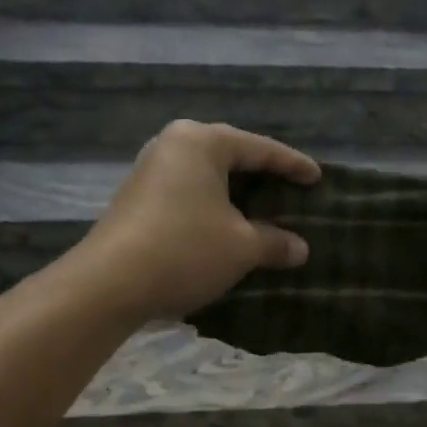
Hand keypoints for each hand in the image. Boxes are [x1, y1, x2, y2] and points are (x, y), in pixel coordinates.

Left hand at [72, 120, 320, 322]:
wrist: (109, 284)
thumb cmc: (185, 250)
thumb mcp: (241, 247)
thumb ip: (275, 242)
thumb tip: (300, 249)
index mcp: (202, 141)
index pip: (260, 148)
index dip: (293, 165)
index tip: (318, 178)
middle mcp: (174, 145)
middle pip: (231, 156)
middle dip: (263, 176)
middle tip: (292, 192)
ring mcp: (151, 170)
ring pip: (207, 176)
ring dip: (236, 194)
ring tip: (264, 210)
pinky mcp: (138, 197)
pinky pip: (188, 192)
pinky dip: (213, 206)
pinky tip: (228, 226)